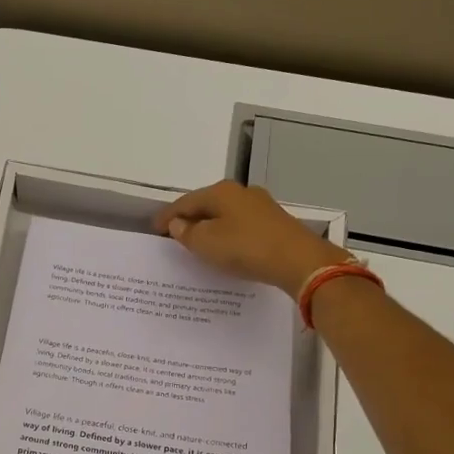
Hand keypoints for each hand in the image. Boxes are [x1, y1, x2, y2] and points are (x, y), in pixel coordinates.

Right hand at [154, 180, 352, 295]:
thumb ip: (187, 233)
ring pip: (225, 215)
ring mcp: (261, 206)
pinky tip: (226, 247)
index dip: (167, 216)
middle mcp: (241, 192)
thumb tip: (177, 223)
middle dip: (190, 219)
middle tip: (174, 235)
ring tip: (198, 243)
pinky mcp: (275, 223)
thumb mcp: (207, 243)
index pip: (185, 202)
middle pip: (207, 205)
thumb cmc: (246, 248)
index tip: (154, 229)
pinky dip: (228, 234)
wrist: (299, 261)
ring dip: (210, 227)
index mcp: (220, 192)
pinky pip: (241, 226)